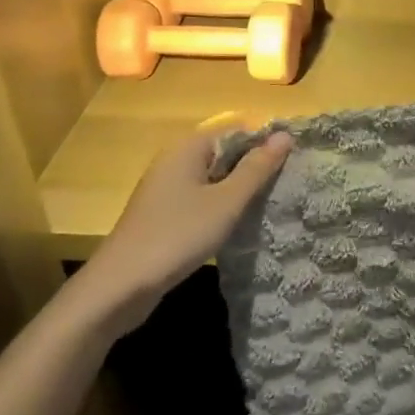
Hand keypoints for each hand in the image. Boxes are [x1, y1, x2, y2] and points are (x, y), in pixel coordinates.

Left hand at [65, 125, 291, 329]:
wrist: (120, 286)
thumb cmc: (177, 235)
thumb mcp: (226, 202)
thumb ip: (256, 168)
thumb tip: (285, 135)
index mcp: (188, 148)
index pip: (236, 128)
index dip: (265, 140)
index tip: (294, 160)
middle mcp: (175, 160)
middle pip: (225, 151)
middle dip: (255, 165)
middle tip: (289, 183)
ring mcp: (167, 189)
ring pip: (215, 178)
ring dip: (241, 188)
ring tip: (273, 202)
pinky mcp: (164, 214)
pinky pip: (202, 198)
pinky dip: (223, 206)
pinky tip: (241, 223)